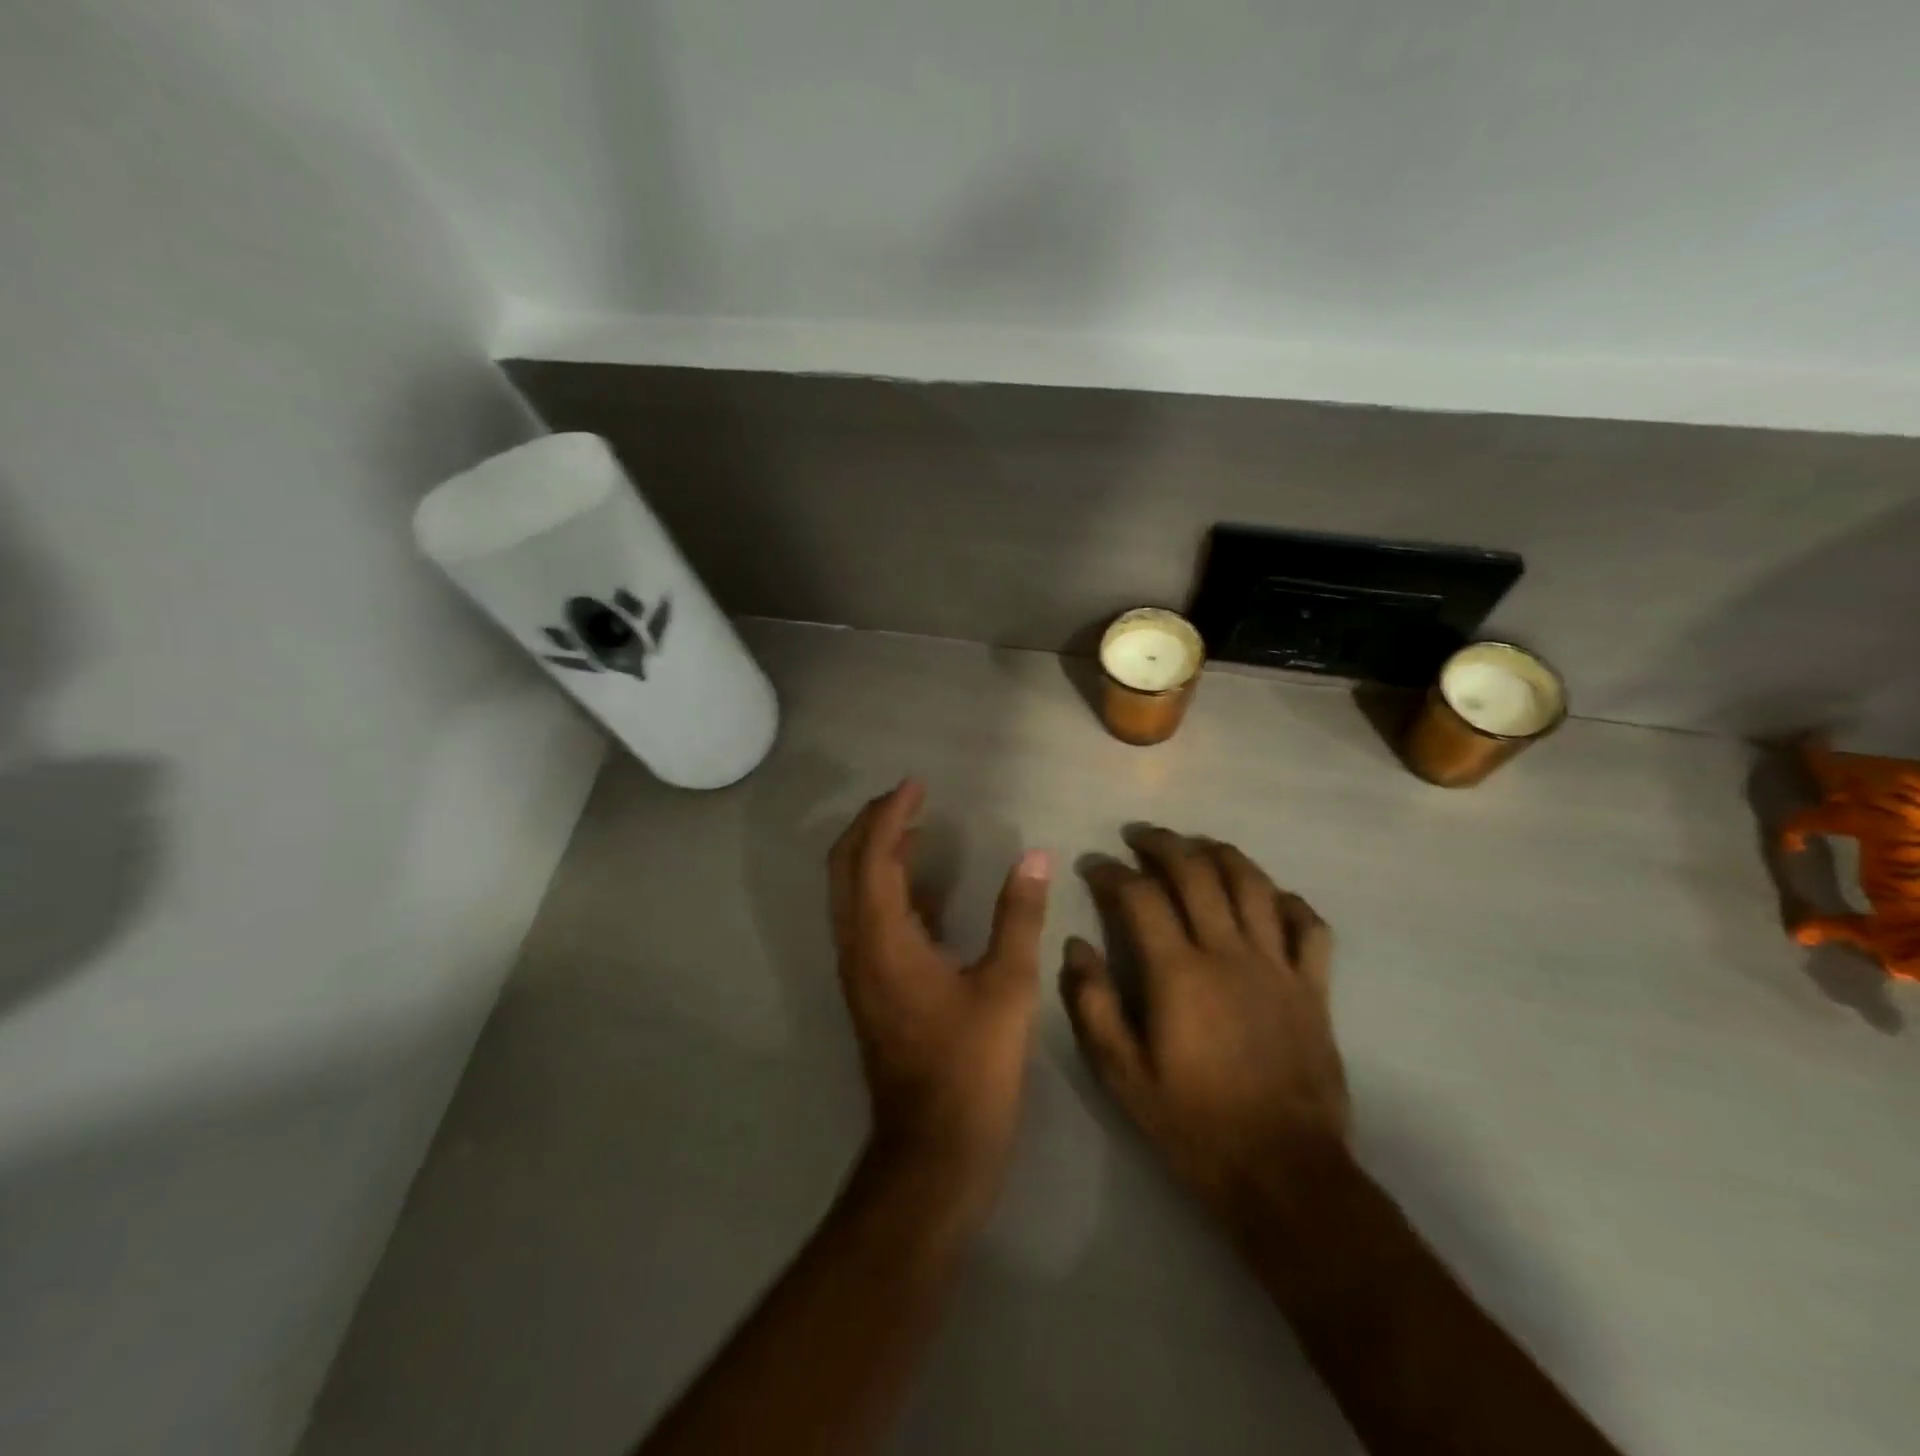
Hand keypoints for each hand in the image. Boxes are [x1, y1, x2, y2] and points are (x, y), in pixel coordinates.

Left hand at [829, 780, 1051, 1227]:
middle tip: (909, 797)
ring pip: (851, 893)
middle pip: (846, 866)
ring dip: (876, 854)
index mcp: (883, 939)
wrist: (933, 1149)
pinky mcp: (869, 989)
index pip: (873, 855)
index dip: (892, 814)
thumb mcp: (1007, 985)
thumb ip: (1018, 915)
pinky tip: (924, 888)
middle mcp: (857, 947)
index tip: (917, 784)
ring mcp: (858, 971)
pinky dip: (886, 889)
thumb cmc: (972, 1066)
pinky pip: (866, 919)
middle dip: (872, 824)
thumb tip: (1035, 858)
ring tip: (916, 828)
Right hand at [1060, 827, 1348, 1227]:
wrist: (1284, 1174)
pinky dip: (1287, 901)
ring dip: (1221, 854)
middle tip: (1140, 835)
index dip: (1112, 872)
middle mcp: (1229, 953)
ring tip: (1197, 846)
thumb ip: (1093, 1005)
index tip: (1094, 865)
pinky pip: (1309, 926)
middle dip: (1163, 844)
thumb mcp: (1123, 1075)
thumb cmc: (1194, 1125)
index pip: (1140, 896)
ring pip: (1253, 884)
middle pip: (1197, 873)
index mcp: (1178, 973)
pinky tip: (1267, 897)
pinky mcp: (1314, 988)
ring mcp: (1278, 966)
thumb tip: (1076, 946)